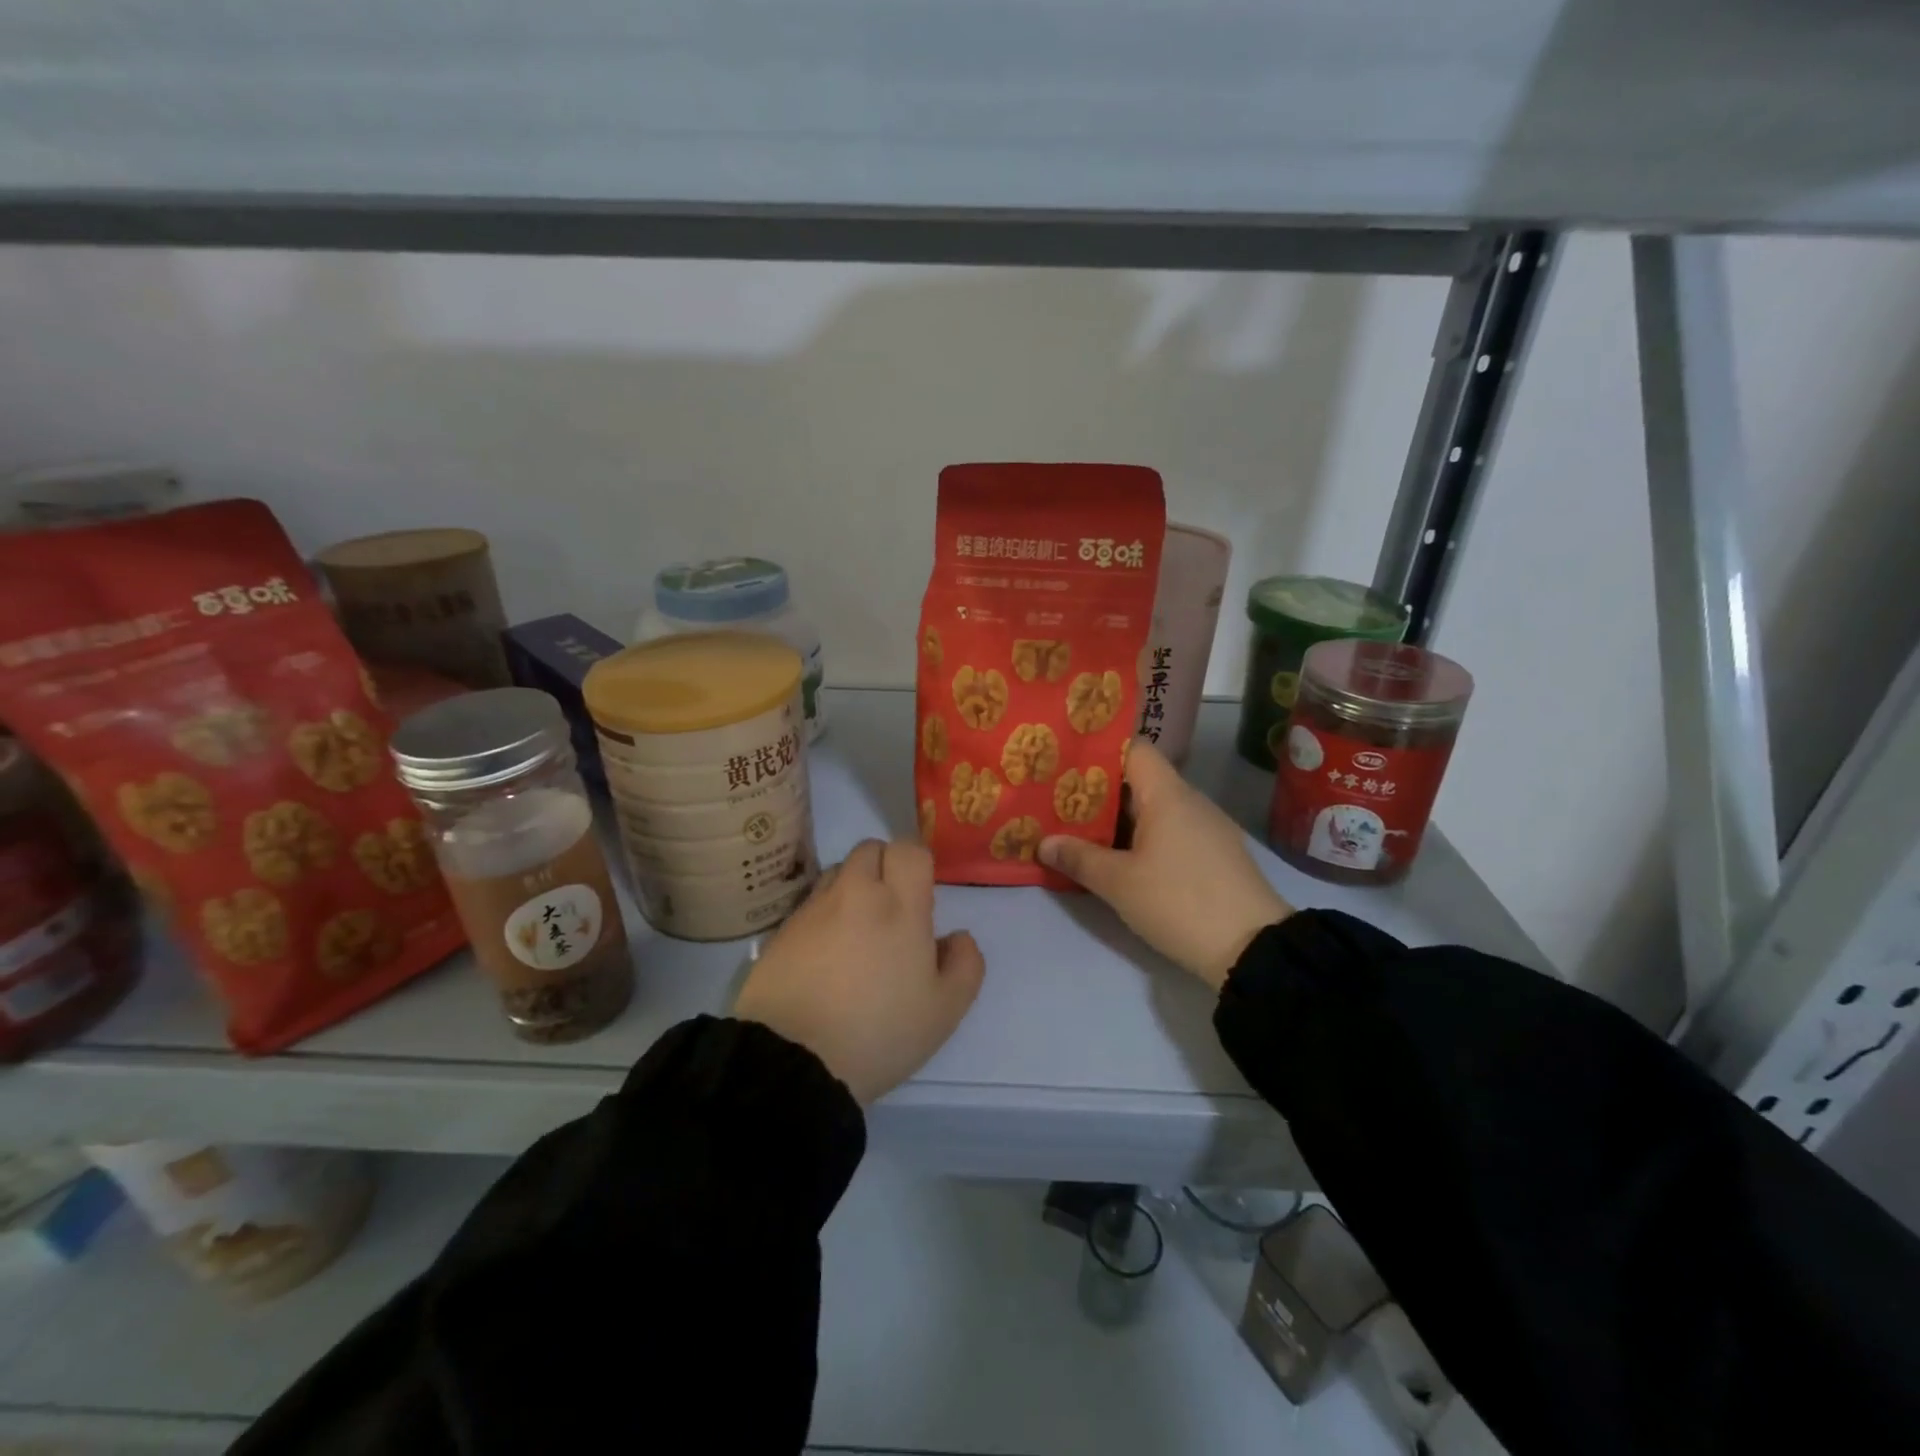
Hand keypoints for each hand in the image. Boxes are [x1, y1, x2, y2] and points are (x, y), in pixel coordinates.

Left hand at [734, 839, 984, 1104]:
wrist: (792, 1061)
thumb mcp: (944, 1011)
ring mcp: (813, 909)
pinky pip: (810, 903)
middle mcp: (854, 894)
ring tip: (857, 930)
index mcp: (899, 905)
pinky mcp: (781, 930)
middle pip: (870, 849)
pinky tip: (826, 954)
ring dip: (853, 887)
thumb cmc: (878, 1032)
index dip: (918, 863)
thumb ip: (964, 964)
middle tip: (892, 909)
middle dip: (885, 867)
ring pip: (837, 872)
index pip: (909, 849)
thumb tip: (956, 937)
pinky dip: (824, 914)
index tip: (922, 895)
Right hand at [1039, 742, 1290, 990]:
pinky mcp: (1216, 855)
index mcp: (1168, 794)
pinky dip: (1144, 837)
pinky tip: (1122, 858)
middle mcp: (1191, 801)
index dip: (1099, 750)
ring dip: (1121, 818)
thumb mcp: (1119, 883)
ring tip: (1081, 829)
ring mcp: (1208, 828)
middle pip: (1141, 779)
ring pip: (1156, 808)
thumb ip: (1079, 858)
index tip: (1066, 762)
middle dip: (1100, 790)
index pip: (1134, 749)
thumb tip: (1044, 842)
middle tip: (1060, 800)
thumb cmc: (1179, 902)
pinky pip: (1172, 831)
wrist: (1253, 949)